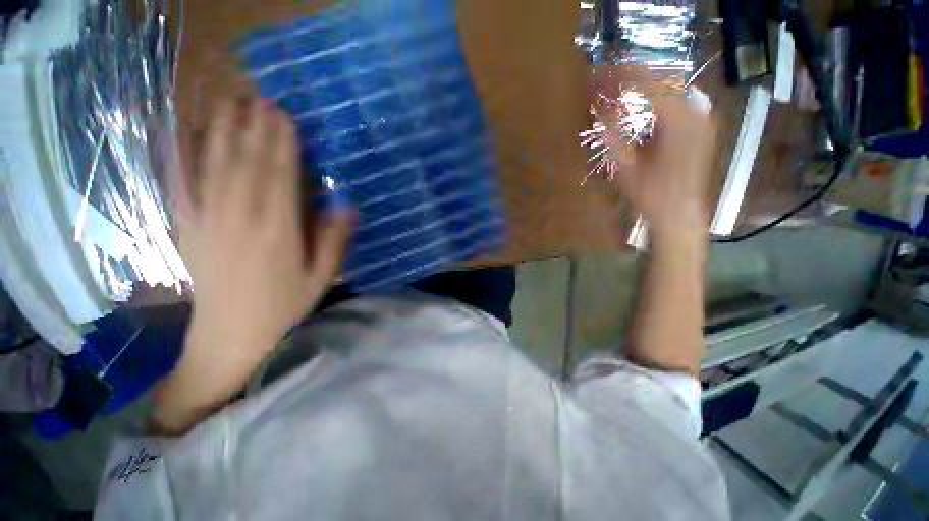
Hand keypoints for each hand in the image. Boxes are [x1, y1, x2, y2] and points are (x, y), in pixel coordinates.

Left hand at [182, 98, 352, 354]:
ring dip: (222, 131)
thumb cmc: (285, 305)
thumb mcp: (322, 277)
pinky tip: (181, 133)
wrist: (231, 333)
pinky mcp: (187, 226)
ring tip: (229, 104)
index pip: (279, 176)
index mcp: (277, 231)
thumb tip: (347, 206)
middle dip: (254, 128)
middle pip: (246, 163)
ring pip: (213, 165)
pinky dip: (180, 155)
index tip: (284, 116)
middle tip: (260, 98)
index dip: (281, 143)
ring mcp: (207, 220)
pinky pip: (180, 183)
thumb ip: (335, 241)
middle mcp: (240, 218)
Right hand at [603, 86, 716, 237]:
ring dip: (647, 88)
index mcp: (677, 120)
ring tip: (624, 94)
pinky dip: (660, 101)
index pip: (648, 84)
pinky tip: (645, 111)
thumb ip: (613, 136)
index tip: (601, 76)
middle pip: (663, 81)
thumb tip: (599, 110)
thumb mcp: (626, 167)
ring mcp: (702, 119)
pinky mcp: (702, 128)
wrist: (680, 213)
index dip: (622, 77)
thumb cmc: (651, 195)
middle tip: (609, 84)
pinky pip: (681, 103)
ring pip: (673, 90)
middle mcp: (695, 112)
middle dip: (634, 79)